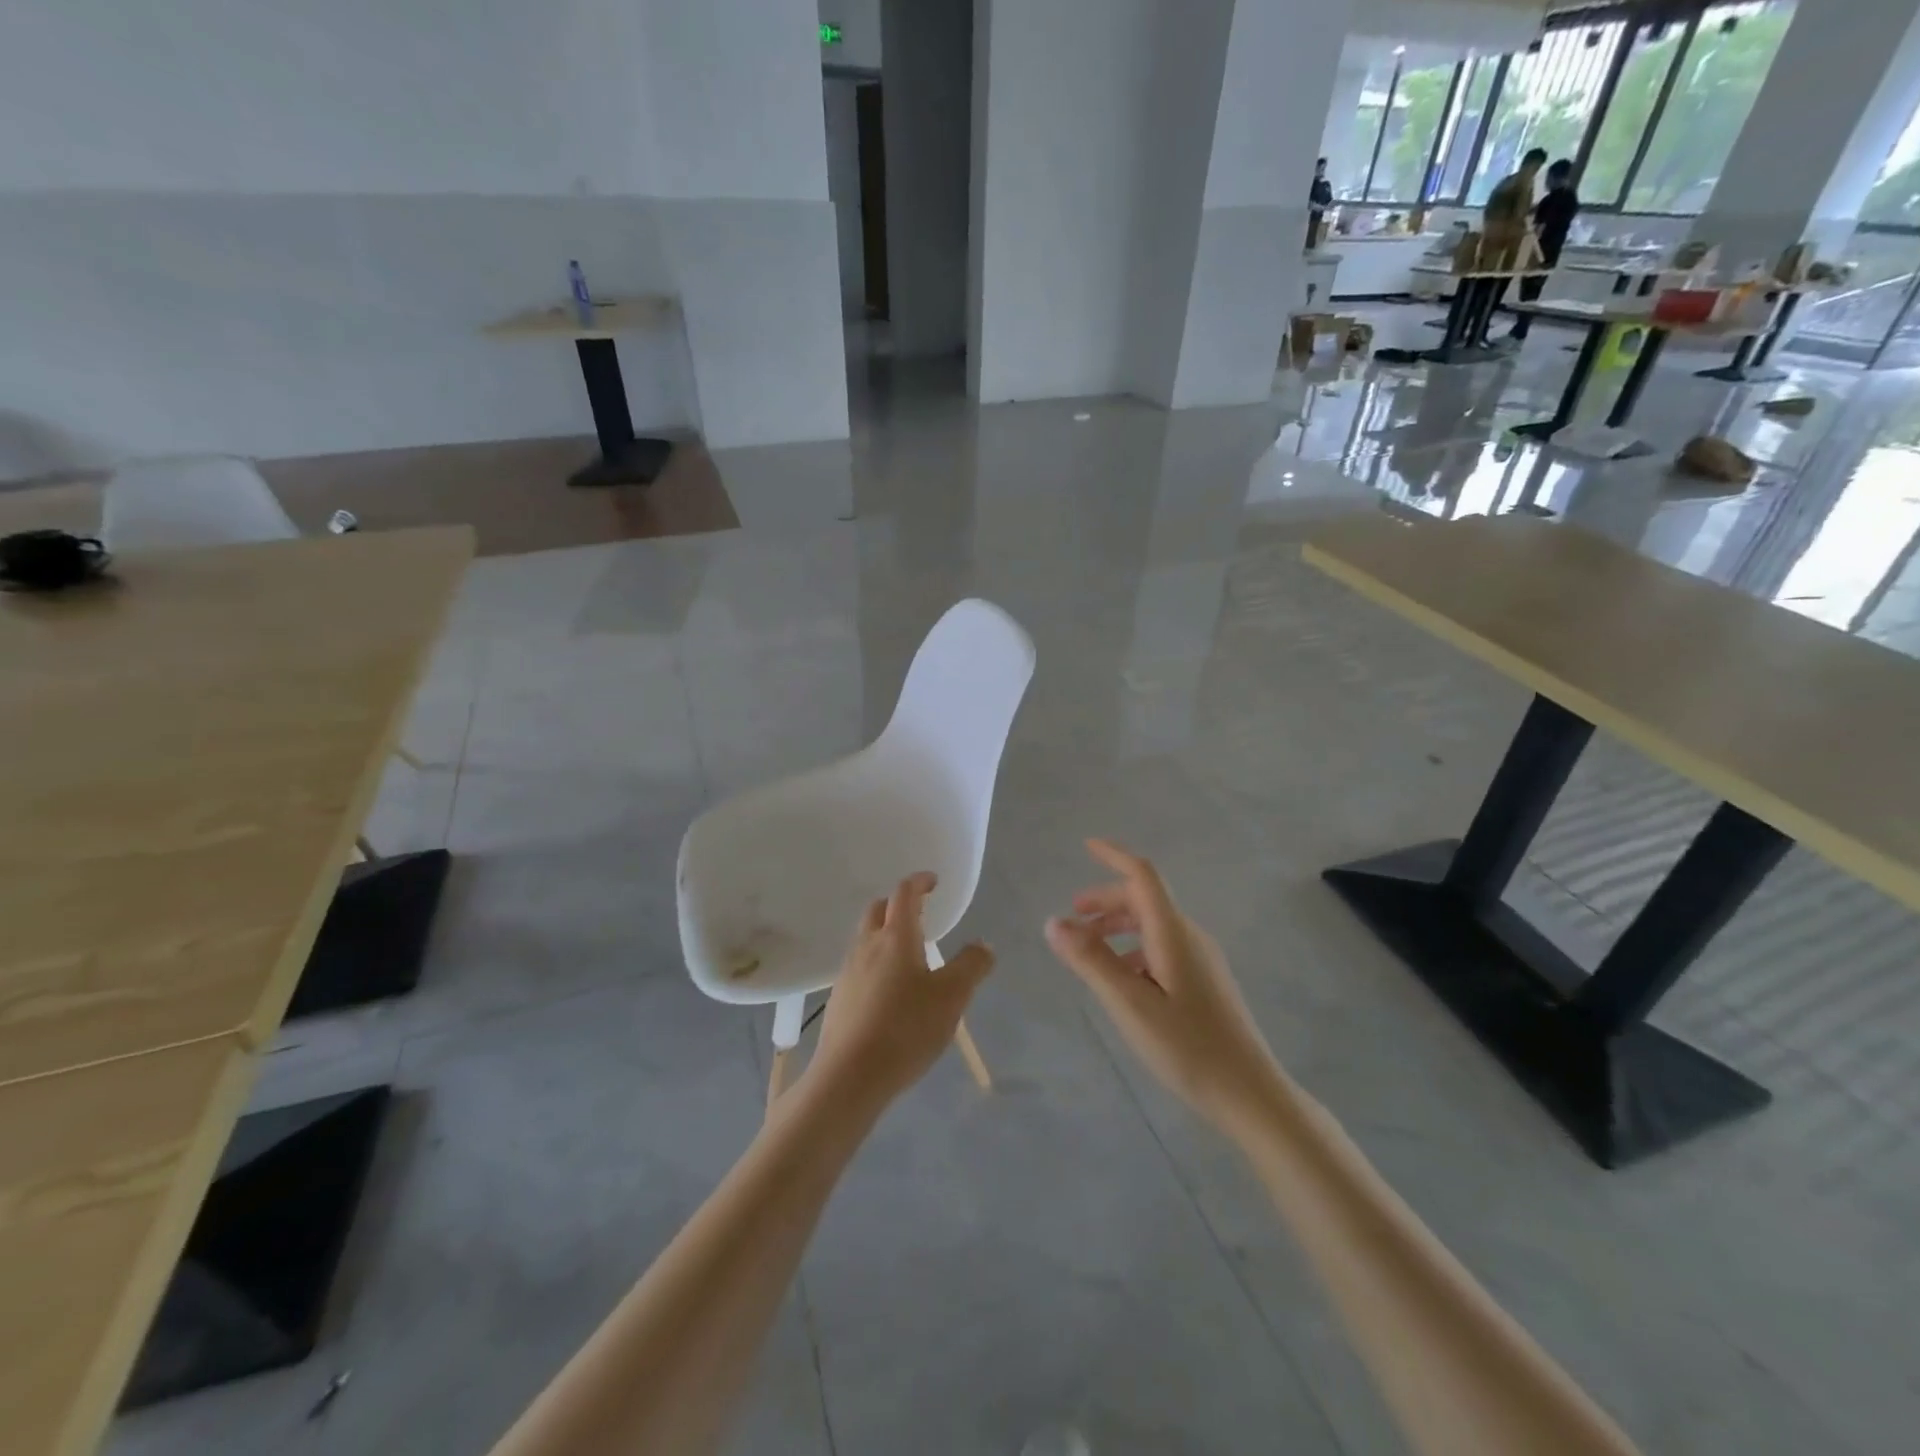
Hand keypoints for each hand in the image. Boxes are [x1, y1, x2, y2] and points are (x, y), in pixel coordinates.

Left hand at [806, 873, 994, 1110]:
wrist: (849, 1075)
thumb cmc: (906, 1028)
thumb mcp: (952, 997)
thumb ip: (971, 966)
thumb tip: (982, 945)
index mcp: (896, 937)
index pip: (904, 894)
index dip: (919, 882)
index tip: (933, 881)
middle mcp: (867, 946)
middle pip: (878, 909)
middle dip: (897, 903)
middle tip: (919, 912)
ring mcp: (848, 972)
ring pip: (865, 938)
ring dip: (885, 933)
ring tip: (909, 953)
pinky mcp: (839, 998)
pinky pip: (859, 966)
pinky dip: (876, 962)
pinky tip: (890, 989)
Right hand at [1045, 839, 1281, 1130]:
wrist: (1250, 1093)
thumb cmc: (1187, 1047)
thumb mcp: (1129, 1004)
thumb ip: (1091, 960)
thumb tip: (1053, 921)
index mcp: (1173, 933)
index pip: (1143, 875)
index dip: (1115, 855)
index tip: (1086, 845)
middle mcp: (1190, 936)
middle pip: (1145, 899)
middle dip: (1106, 900)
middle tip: (1072, 918)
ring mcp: (1201, 959)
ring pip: (1153, 924)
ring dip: (1118, 926)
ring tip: (1088, 949)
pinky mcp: (1205, 981)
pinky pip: (1163, 946)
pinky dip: (1133, 948)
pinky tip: (1121, 979)